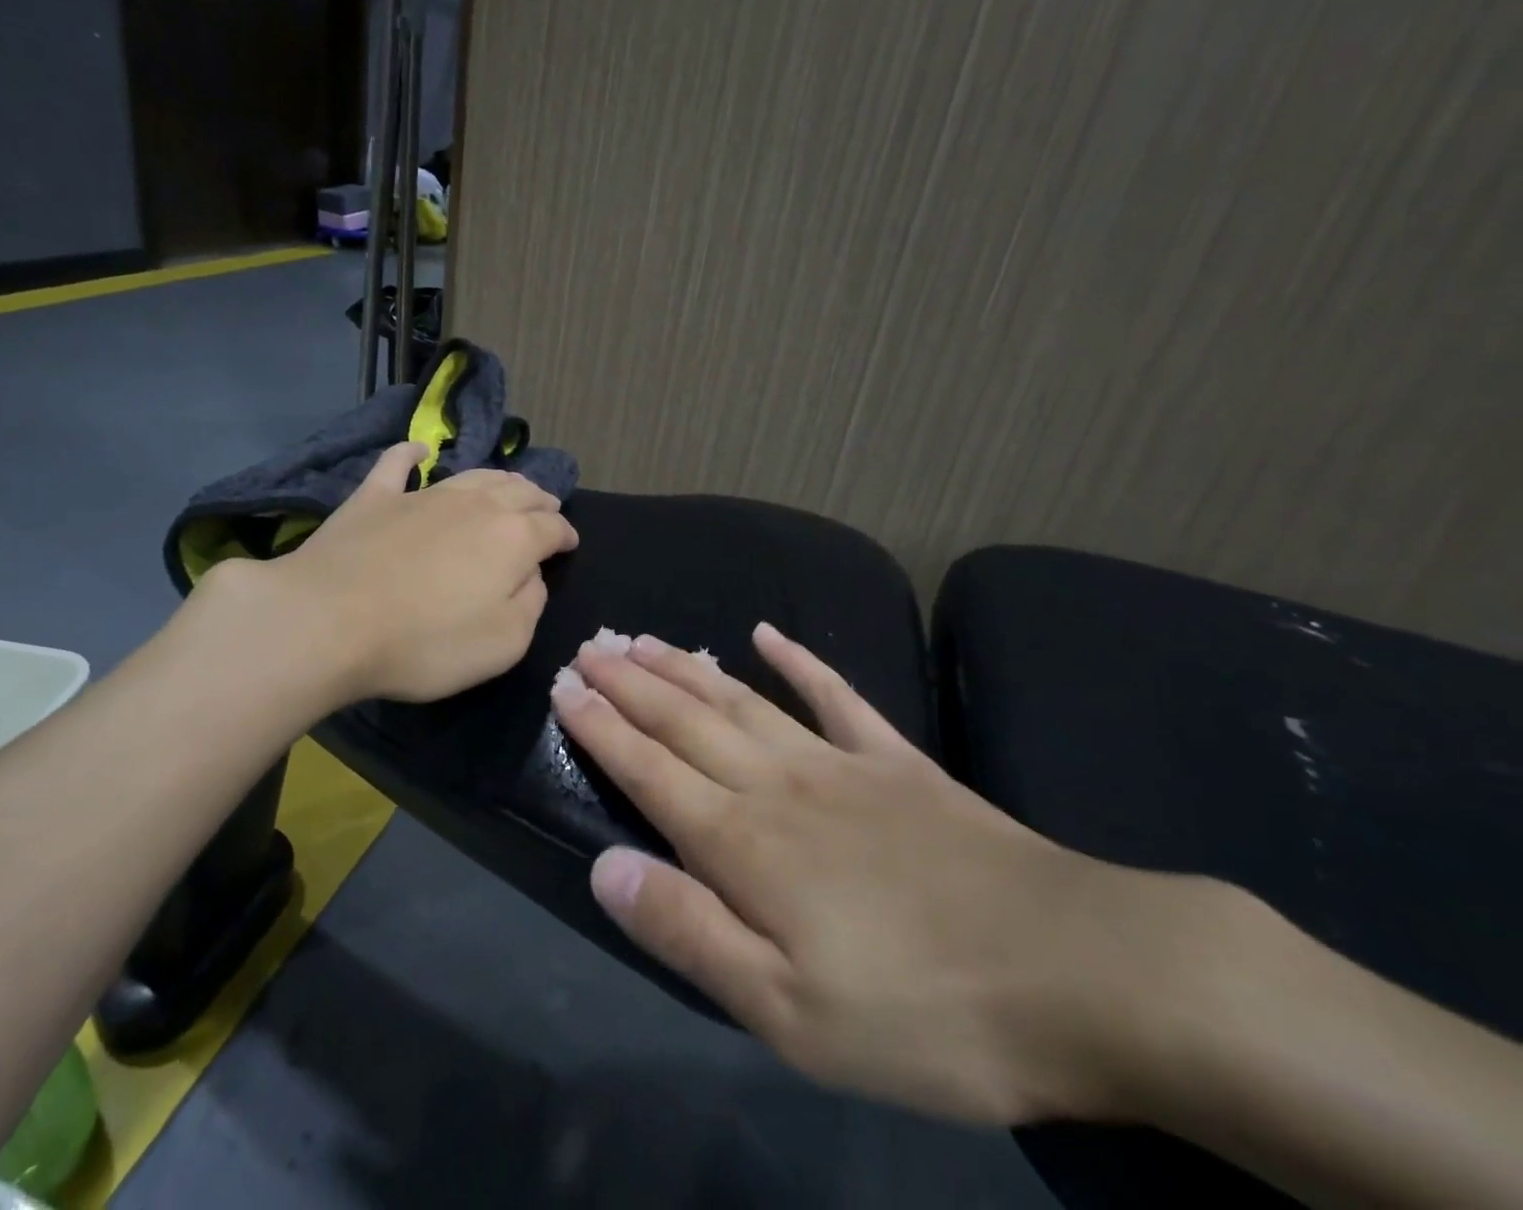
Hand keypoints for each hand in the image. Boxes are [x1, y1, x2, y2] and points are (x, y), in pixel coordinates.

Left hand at [243, 442, 577, 704]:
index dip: (566, 536)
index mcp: (513, 538)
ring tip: (509, 486)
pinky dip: (411, 454)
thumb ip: (531, 604)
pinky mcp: (374, 496)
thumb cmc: (425, 641)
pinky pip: (397, 463)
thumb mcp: (504, 642)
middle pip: (519, 491)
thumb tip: (532, 576)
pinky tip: (417, 450)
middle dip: (539, 500)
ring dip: (498, 479)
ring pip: (474, 475)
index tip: (570, 545)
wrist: (329, 621)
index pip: (553, 528)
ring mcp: (423, 494)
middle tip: (546, 509)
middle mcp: (476, 504)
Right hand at [552, 624, 1208, 1125]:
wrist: (1078, 972)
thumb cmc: (922, 1011)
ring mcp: (840, 764)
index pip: (650, 769)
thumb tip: (606, 867)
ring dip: (687, 666)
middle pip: (687, 719)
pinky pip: (836, 696)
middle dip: (631, 682)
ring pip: (742, 699)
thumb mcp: (788, 1011)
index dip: (602, 728)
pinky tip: (769, 633)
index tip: (565, 687)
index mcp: (744, 843)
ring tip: (646, 638)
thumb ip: (689, 932)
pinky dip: (800, 661)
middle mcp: (778, 785)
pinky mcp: (897, 763)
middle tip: (591, 646)